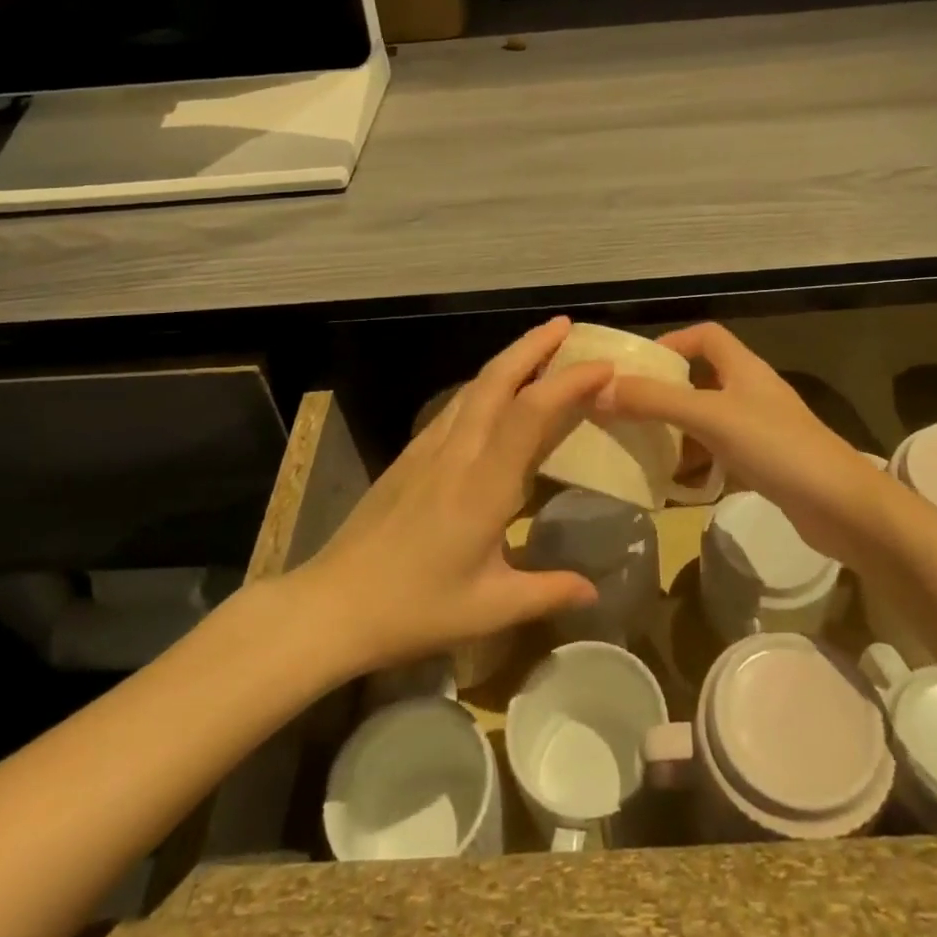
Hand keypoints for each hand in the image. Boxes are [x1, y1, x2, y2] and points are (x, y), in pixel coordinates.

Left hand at [301, 317, 607, 672]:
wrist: (331, 604)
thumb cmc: (413, 610)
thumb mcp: (488, 609)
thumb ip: (547, 592)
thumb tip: (594, 591)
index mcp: (483, 486)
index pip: (530, 413)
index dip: (568, 382)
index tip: (604, 368)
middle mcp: (457, 453)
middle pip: (496, 379)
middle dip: (534, 345)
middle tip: (568, 326)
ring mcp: (428, 449)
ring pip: (473, 386)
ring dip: (509, 359)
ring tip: (541, 349)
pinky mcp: (410, 455)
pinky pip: (456, 406)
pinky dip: (485, 385)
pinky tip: (495, 394)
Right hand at [597, 323, 891, 569]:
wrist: (841, 507)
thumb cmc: (776, 446)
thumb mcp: (710, 417)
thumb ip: (655, 401)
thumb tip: (599, 390)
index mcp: (743, 368)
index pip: (706, 336)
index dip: (672, 342)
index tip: (638, 367)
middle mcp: (751, 393)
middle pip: (701, 381)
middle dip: (664, 395)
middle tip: (628, 414)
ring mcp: (760, 431)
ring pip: (707, 423)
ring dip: (677, 435)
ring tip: (642, 452)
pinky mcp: (765, 465)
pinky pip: (719, 456)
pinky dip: (696, 466)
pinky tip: (675, 487)